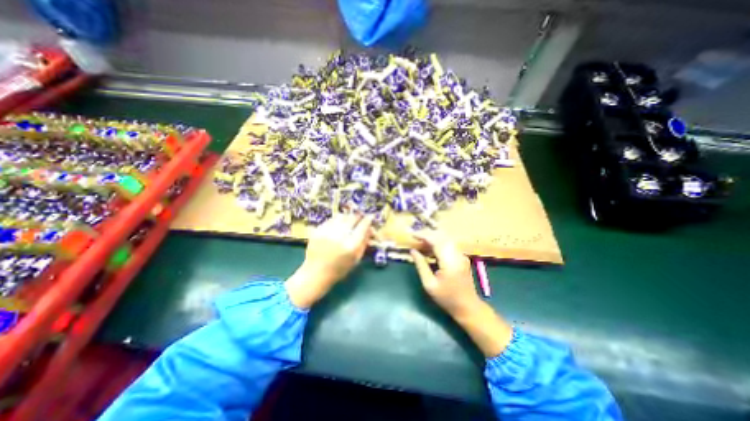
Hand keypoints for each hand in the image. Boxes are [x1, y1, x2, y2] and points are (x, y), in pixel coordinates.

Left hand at [285, 216, 372, 306]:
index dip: (368, 220)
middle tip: (360, 219)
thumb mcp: (356, 258)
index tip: (370, 217)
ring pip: (342, 216)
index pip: (363, 226)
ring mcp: (327, 232)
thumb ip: (364, 242)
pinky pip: (331, 219)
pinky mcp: (318, 230)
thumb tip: (371, 228)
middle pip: (353, 218)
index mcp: (351, 245)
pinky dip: (337, 221)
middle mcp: (340, 236)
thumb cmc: (340, 268)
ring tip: (348, 222)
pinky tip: (338, 226)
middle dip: (358, 217)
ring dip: (347, 218)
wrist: (316, 273)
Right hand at [408, 231, 512, 358]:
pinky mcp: (461, 257)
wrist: (468, 307)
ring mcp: (461, 255)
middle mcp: (457, 255)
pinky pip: (448, 244)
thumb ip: (420, 265)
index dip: (423, 235)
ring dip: (432, 238)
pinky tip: (430, 249)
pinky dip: (438, 242)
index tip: (412, 234)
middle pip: (441, 236)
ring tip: (420, 242)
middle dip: (427, 234)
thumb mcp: (429, 284)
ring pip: (446, 238)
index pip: (436, 241)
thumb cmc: (447, 298)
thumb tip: (412, 251)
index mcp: (449, 262)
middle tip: (415, 237)